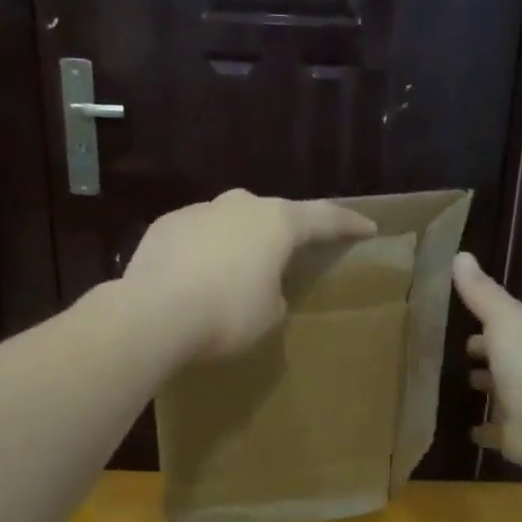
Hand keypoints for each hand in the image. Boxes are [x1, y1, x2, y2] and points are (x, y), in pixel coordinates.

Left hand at [123, 190, 376, 361]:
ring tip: (237, 271)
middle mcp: (239, 205)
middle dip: (286, 231)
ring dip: (240, 242)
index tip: (368, 227)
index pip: (324, 217)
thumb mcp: (269, 315)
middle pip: (273, 213)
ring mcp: (198, 211)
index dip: (348, 224)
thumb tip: (261, 286)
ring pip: (230, 222)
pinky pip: (197, 236)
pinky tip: (197, 278)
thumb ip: (275, 294)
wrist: (154, 314)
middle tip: (293, 250)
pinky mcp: (164, 226)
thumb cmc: (227, 315)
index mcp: (277, 223)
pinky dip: (205, 253)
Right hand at [452, 251, 521, 468]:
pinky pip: (494, 433)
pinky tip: (466, 431)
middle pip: (503, 364)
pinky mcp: (514, 437)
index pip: (504, 331)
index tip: (462, 330)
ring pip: (500, 397)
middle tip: (457, 359)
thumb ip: (481, 292)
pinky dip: (482, 431)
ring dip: (486, 393)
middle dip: (484, 361)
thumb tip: (460, 255)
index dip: (486, 330)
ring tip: (455, 391)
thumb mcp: (503, 319)